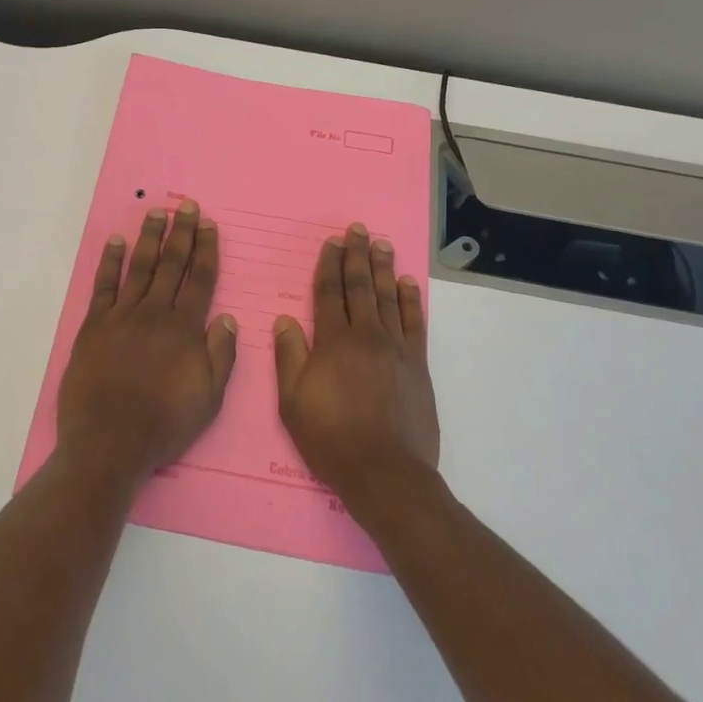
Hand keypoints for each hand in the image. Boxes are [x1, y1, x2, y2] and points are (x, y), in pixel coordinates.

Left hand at [57, 200, 237, 489]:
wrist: (109, 444)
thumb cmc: (164, 425)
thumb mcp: (209, 399)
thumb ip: (221, 356)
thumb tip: (228, 318)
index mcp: (185, 329)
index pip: (199, 279)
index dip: (206, 249)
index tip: (209, 225)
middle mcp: (155, 314)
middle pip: (171, 265)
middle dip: (182, 233)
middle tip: (187, 206)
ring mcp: (121, 317)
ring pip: (140, 267)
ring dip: (150, 238)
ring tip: (157, 213)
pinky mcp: (94, 326)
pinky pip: (104, 285)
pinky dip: (110, 261)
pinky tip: (115, 241)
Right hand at [274, 224, 437, 506]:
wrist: (385, 471)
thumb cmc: (330, 438)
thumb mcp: (292, 402)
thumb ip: (289, 356)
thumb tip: (285, 320)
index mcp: (332, 342)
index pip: (329, 293)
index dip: (329, 266)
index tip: (331, 243)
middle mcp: (365, 336)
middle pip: (360, 287)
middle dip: (356, 256)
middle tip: (357, 229)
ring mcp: (396, 348)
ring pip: (388, 297)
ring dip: (383, 268)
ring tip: (381, 243)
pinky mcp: (417, 365)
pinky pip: (414, 323)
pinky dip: (410, 300)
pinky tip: (407, 283)